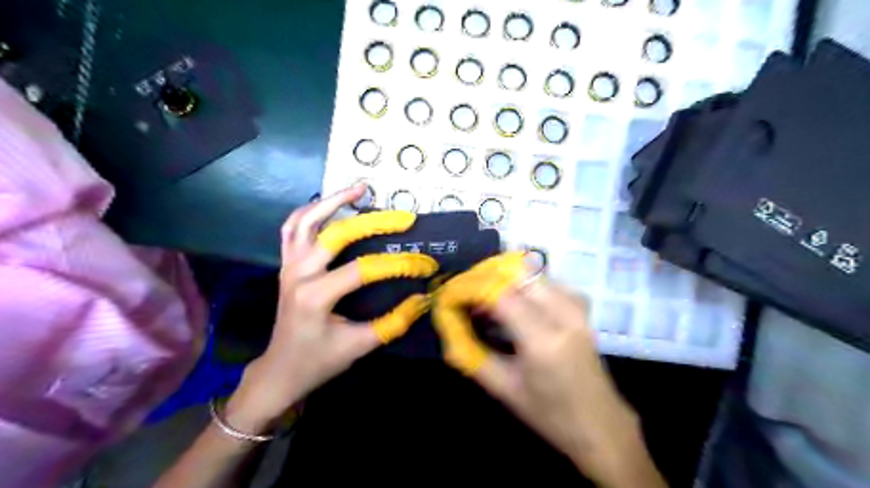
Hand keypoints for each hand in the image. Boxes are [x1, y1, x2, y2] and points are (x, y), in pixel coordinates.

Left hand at [227, 185, 437, 431]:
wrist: (281, 369)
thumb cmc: (319, 360)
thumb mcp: (360, 346)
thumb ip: (394, 322)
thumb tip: (423, 299)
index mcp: (316, 296)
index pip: (364, 270)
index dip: (398, 265)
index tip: (424, 265)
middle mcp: (298, 274)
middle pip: (336, 234)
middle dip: (374, 222)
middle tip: (402, 217)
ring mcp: (288, 265)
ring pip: (306, 220)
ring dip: (332, 201)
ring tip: (359, 189)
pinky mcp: (286, 264)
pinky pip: (292, 228)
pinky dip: (309, 211)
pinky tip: (328, 204)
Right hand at [431, 255, 662, 486]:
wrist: (600, 423)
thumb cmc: (550, 414)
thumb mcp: (503, 388)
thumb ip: (471, 354)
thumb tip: (448, 325)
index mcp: (543, 340)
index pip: (499, 295)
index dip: (470, 288)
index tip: (449, 295)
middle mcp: (563, 314)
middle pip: (515, 274)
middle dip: (484, 277)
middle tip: (464, 294)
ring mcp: (576, 306)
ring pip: (530, 272)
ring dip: (502, 278)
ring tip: (483, 298)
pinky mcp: (580, 305)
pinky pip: (544, 279)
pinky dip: (521, 282)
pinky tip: (511, 300)